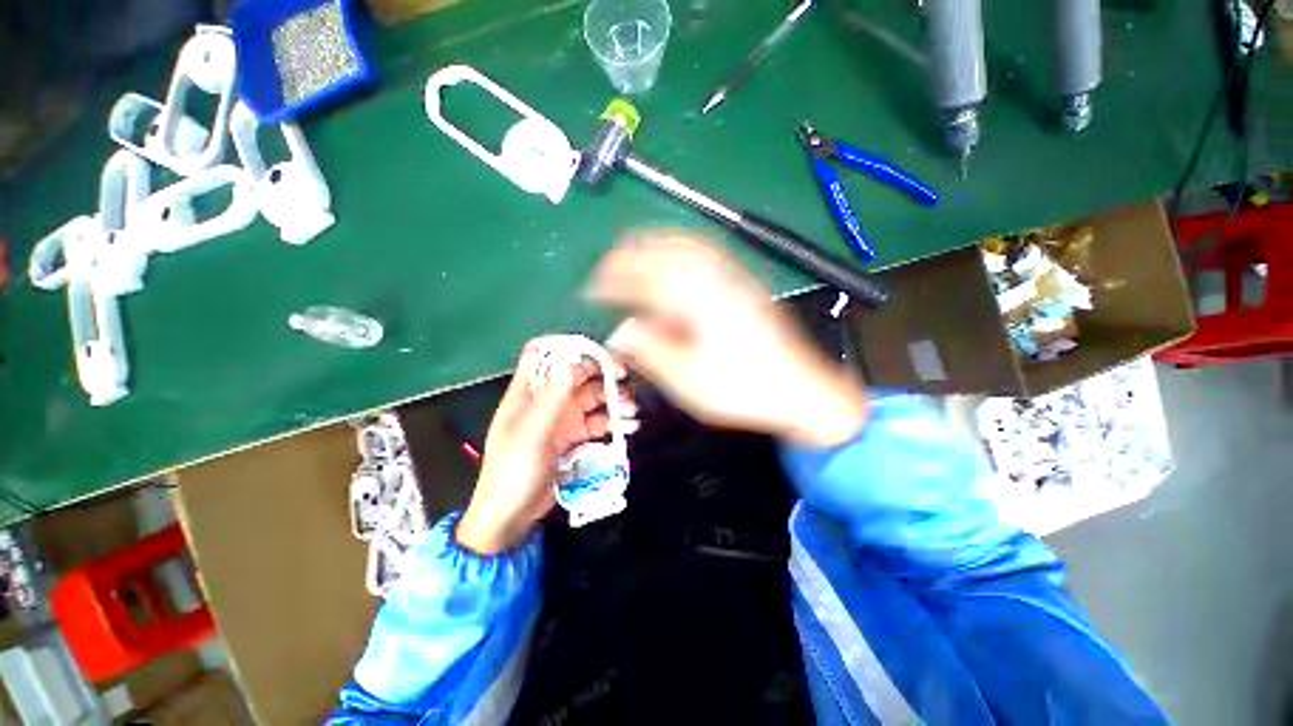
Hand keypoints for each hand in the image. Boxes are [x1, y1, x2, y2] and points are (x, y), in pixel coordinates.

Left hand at [457, 338, 638, 554]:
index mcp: (528, 392)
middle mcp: (547, 400)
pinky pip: (598, 422)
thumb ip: (552, 398)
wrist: (512, 515)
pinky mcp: (575, 437)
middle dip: (603, 375)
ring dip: (614, 401)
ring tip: (631, 412)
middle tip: (626, 380)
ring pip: (593, 398)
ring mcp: (563, 418)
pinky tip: (629, 428)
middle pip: (578, 375)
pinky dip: (614, 422)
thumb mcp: (532, 433)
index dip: (567, 348)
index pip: (544, 355)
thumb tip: (571, 362)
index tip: (595, 353)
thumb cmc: (514, 471)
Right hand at [589, 233, 865, 447]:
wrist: (801, 391)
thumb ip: (650, 350)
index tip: (591, 290)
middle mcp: (715, 278)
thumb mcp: (688, 379)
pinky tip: (674, 258)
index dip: (611, 282)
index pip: (643, 278)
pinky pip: (707, 252)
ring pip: (685, 245)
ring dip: (654, 246)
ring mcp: (734, 277)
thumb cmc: (742, 389)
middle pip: (662, 250)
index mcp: (697, 300)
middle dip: (628, 256)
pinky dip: (681, 249)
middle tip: (606, 270)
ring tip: (632, 255)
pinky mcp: (745, 283)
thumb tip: (620, 331)